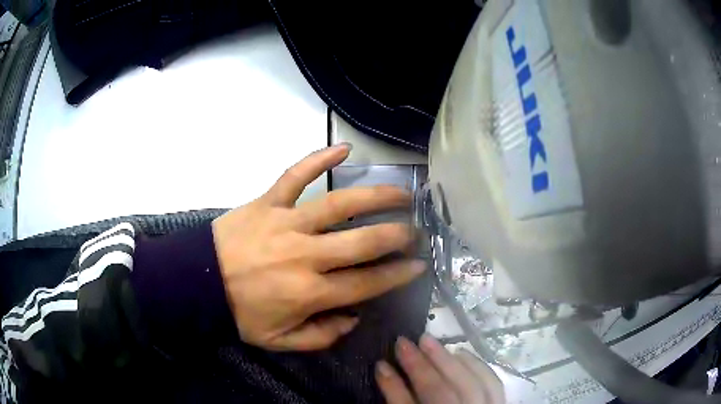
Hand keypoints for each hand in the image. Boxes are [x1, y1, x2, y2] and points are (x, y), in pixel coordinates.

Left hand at [212, 144, 425, 350]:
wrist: (198, 281)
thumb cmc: (239, 313)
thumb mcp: (279, 340)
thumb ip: (321, 336)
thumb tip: (353, 318)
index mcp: (310, 293)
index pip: (367, 283)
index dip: (397, 275)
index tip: (419, 265)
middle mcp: (306, 255)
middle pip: (364, 242)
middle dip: (397, 235)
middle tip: (416, 230)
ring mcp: (287, 223)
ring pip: (340, 204)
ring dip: (377, 195)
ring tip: (403, 192)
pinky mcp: (268, 201)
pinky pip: (296, 175)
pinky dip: (319, 158)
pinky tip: (344, 148)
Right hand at [376, 335, 504, 403]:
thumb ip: (398, 402)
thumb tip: (384, 372)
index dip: (394, 386)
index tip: (380, 363)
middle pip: (443, 393)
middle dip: (422, 366)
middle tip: (405, 341)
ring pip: (472, 384)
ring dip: (450, 360)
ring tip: (430, 342)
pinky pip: (493, 384)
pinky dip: (477, 366)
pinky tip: (462, 354)